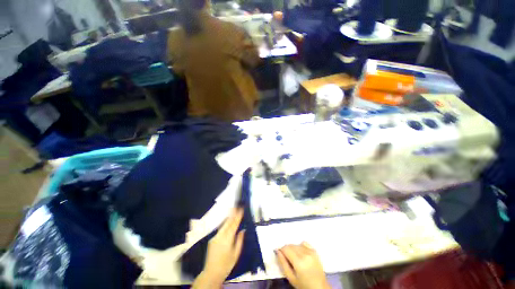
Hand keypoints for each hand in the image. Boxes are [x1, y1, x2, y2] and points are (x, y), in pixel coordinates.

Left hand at [192, 208, 244, 287]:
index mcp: (227, 239)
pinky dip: (225, 224)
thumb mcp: (236, 254)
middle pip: (227, 222)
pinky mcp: (212, 239)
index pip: (234, 224)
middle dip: (233, 213)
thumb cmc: (226, 265)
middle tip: (237, 205)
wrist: (211, 273)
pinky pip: (220, 229)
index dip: (238, 216)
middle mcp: (220, 235)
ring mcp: (215, 237)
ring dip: (228, 217)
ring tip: (233, 210)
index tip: (241, 208)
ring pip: (223, 224)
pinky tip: (227, 222)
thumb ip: (239, 240)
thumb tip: (243, 230)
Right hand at [276, 242, 330, 288]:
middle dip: (286, 250)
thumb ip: (283, 264)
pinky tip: (301, 253)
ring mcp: (311, 252)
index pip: (286, 248)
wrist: (319, 288)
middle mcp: (305, 254)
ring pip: (296, 244)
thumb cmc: (303, 285)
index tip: (280, 255)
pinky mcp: (315, 251)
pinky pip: (304, 243)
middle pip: (291, 245)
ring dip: (293, 248)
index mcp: (299, 262)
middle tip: (287, 259)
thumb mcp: (291, 278)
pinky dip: (300, 246)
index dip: (281, 250)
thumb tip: (278, 251)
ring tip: (294, 258)